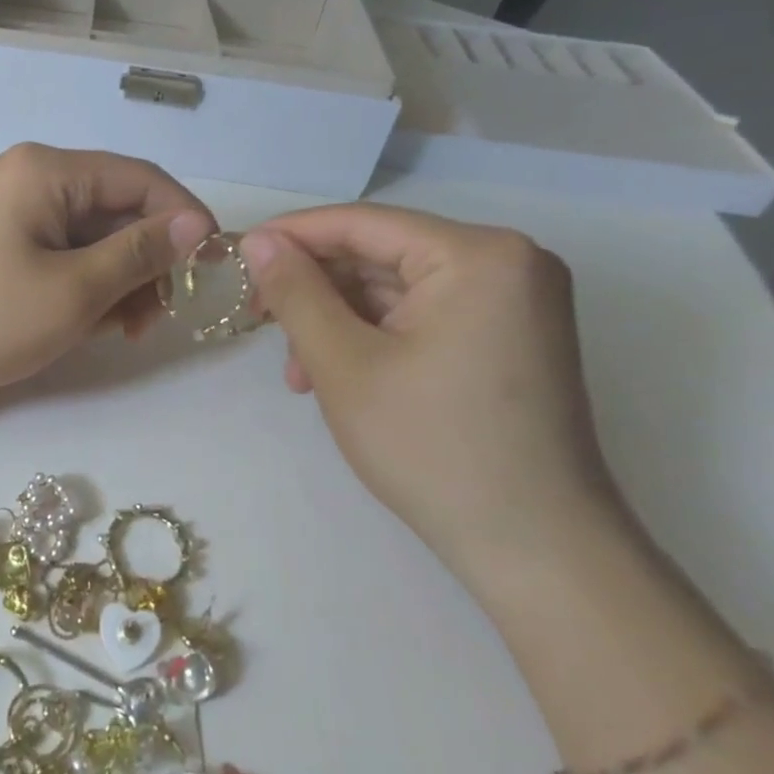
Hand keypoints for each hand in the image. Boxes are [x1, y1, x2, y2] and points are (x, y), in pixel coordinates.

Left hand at [0, 144, 214, 400]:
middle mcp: (35, 176)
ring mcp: (18, 207)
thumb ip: (140, 253)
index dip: (184, 218)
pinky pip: (66, 251)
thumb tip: (199, 224)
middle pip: (119, 208)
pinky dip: (86, 284)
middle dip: (146, 261)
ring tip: (119, 329)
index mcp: (50, 171)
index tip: (210, 267)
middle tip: (153, 318)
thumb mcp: (74, 291)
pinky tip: (86, 323)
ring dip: (118, 279)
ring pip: (95, 235)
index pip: (142, 178)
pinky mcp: (8, 238)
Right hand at [240, 205, 619, 585]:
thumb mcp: (343, 363)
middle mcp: (508, 262)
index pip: (362, 223)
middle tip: (261, 323)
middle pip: (380, 255)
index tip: (237, 257)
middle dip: (315, 290)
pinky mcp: (510, 336)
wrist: (535, 549)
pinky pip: (423, 315)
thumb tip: (257, 239)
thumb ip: (295, 291)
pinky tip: (337, 375)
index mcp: (478, 255)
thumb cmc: (432, 448)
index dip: (290, 236)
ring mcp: (515, 301)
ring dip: (338, 320)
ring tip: (299, 372)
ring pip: (395, 289)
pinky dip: (374, 337)